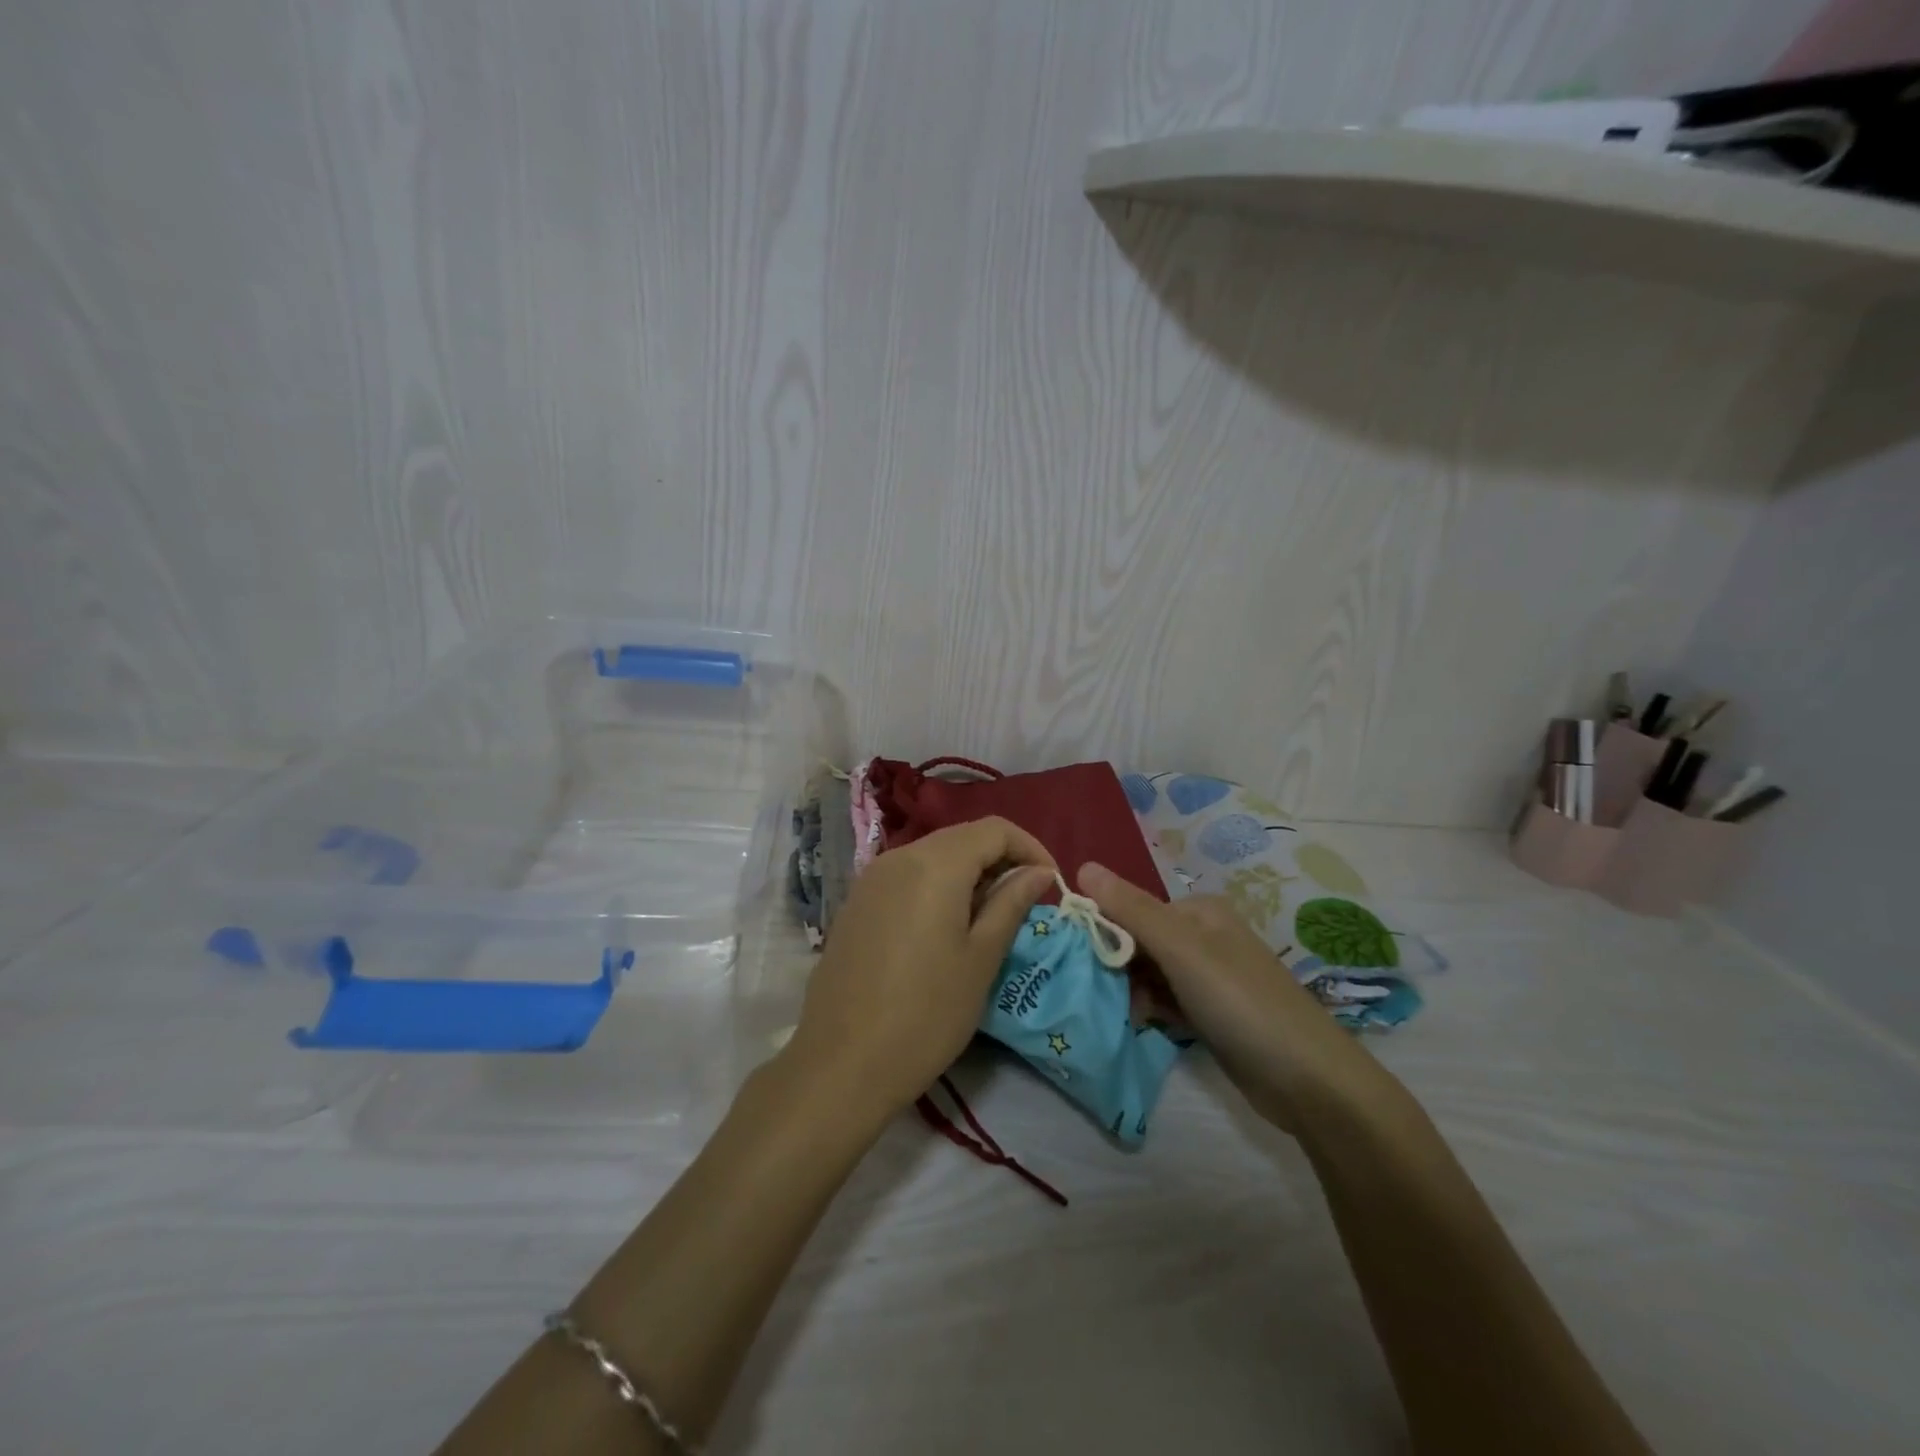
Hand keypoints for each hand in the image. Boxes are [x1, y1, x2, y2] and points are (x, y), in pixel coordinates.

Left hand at [783, 818, 1055, 1120]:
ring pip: (933, 855)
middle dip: (1000, 859)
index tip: (1051, 883)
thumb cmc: (926, 1014)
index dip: (1030, 847)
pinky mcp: (856, 903)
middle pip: (962, 837)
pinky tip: (946, 926)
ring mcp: (871, 878)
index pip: (994, 829)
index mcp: (934, 864)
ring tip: (990, 916)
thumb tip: (1038, 872)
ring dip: (969, 873)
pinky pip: (907, 876)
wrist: (840, 1064)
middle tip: (1025, 901)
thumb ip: (1011, 904)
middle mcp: (899, 857)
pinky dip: (937, 886)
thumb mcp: (981, 959)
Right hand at [1078, 862, 1386, 1132]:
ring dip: (1131, 993)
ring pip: (1150, 975)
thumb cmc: (1240, 1001)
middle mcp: (1204, 936)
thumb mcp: (1181, 949)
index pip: (1132, 908)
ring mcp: (1210, 977)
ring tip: (1122, 1015)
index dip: (1103, 930)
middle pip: (1140, 941)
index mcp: (1199, 911)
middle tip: (1100, 995)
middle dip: (1117, 966)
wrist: (1309, 1080)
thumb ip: (1131, 909)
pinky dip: (1152, 1012)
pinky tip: (1143, 1027)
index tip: (1078, 960)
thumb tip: (1082, 866)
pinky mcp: (1212, 1014)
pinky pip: (1167, 1003)